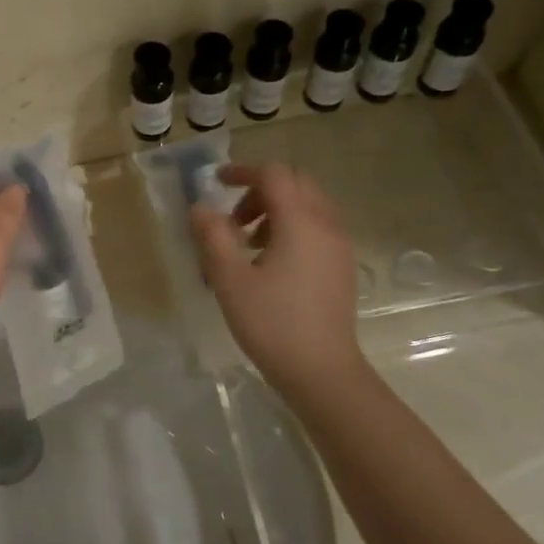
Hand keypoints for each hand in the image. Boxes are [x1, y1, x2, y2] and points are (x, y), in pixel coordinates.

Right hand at [190, 163, 370, 402]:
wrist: (322, 372)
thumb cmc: (272, 324)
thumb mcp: (230, 280)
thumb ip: (213, 236)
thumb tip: (200, 207)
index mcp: (300, 222)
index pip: (274, 174)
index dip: (243, 171)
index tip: (216, 183)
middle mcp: (326, 225)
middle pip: (296, 183)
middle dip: (261, 190)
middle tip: (233, 219)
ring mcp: (339, 246)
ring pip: (309, 205)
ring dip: (276, 209)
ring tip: (247, 243)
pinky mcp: (342, 266)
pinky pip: (318, 227)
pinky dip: (292, 227)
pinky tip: (271, 262)